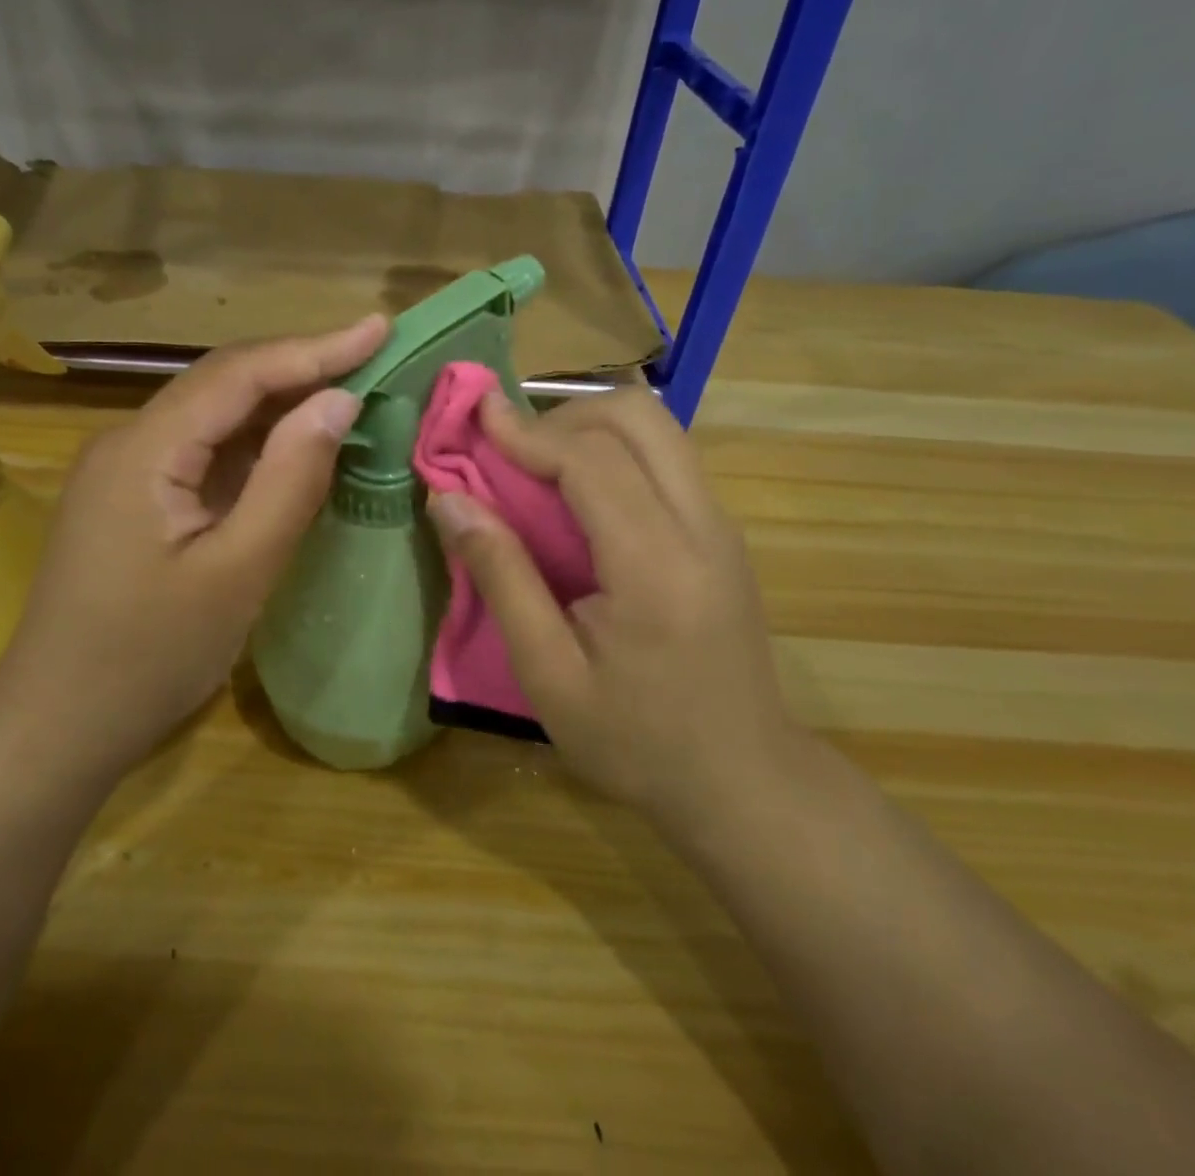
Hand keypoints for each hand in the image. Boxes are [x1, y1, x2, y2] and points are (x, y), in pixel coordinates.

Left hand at [0, 316, 388, 784]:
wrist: (59, 724)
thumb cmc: (150, 656)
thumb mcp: (237, 571)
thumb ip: (291, 480)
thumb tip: (340, 402)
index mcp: (145, 448)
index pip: (239, 374)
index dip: (315, 348)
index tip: (381, 328)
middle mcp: (129, 441)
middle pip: (224, 383)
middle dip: (302, 366)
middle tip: (374, 354)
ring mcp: (127, 469)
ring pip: (215, 416)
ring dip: (282, 403)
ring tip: (351, 388)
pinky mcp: (134, 498)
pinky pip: (204, 452)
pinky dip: (257, 445)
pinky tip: (296, 445)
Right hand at [427, 389, 798, 825]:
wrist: (744, 781)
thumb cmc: (637, 741)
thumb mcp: (549, 674)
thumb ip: (501, 577)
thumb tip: (449, 501)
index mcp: (656, 565)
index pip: (591, 459)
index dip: (527, 431)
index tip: (477, 416)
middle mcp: (701, 526)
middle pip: (637, 417)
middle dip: (563, 414)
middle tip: (509, 447)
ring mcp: (721, 526)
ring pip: (657, 429)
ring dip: (590, 428)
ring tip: (536, 462)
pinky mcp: (722, 534)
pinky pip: (666, 458)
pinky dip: (614, 450)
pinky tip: (577, 493)